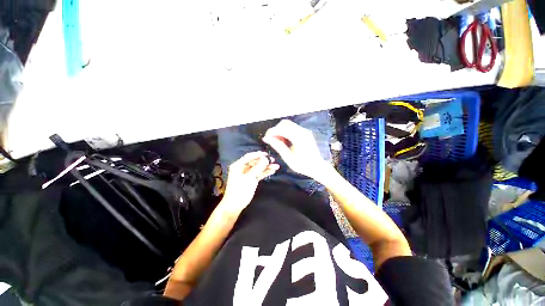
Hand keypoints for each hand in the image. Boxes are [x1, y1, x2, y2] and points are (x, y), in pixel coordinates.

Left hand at [221, 151, 279, 212]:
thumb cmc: (240, 190)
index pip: (249, 156)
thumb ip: (258, 167)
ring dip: (266, 167)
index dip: (259, 154)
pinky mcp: (251, 179)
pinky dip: (265, 172)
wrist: (235, 205)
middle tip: (273, 160)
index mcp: (238, 165)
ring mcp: (247, 174)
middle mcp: (242, 168)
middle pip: (255, 162)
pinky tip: (272, 171)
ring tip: (276, 166)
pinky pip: (259, 174)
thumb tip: (266, 159)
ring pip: (258, 168)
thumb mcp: (249, 177)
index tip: (267, 154)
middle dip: (264, 161)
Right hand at [263, 120, 330, 179]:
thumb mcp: (288, 157)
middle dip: (275, 130)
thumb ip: (278, 146)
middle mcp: (303, 131)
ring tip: (277, 141)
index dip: (272, 132)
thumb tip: (267, 139)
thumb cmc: (303, 165)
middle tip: (271, 139)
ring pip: (288, 124)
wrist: (317, 166)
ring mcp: (305, 131)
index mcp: (299, 138)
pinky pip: (292, 128)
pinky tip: (284, 141)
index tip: (265, 138)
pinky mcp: (305, 133)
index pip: (282, 128)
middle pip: (285, 123)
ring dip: (280, 131)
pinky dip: (285, 132)